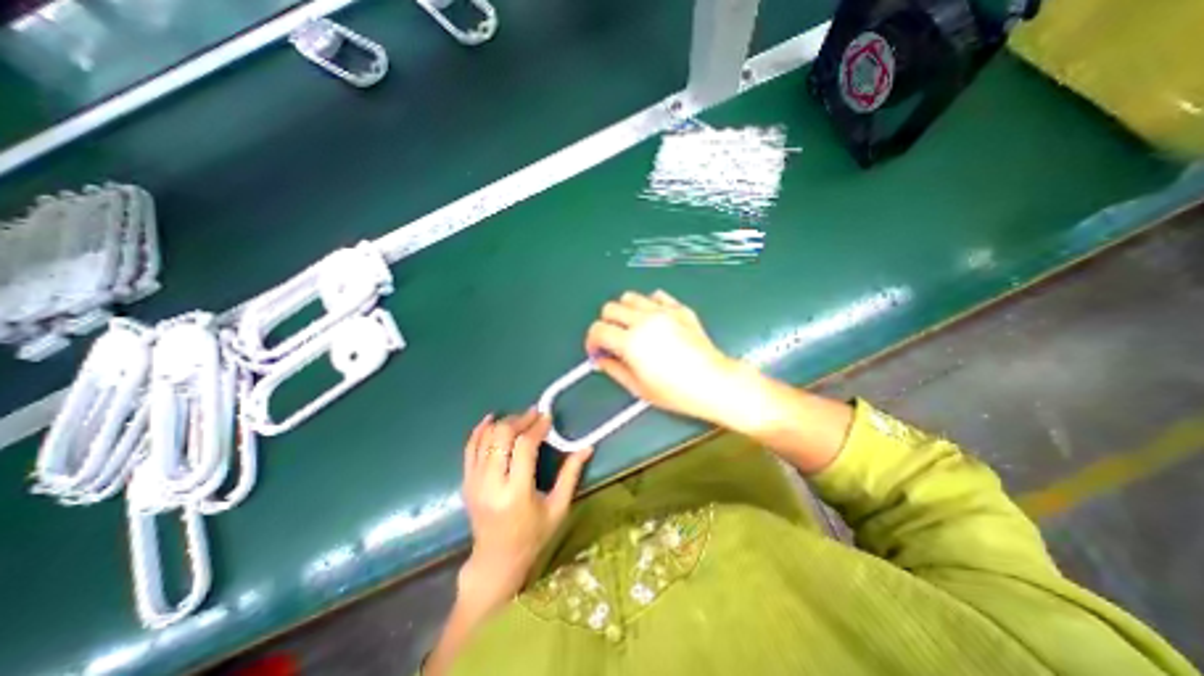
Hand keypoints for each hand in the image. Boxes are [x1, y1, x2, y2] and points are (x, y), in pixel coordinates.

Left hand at [461, 410, 594, 609]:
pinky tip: (492, 419)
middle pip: (501, 436)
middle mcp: (491, 484)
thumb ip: (571, 474)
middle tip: (535, 414)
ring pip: (485, 438)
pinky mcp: (466, 482)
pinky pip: (469, 448)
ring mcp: (474, 482)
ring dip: (504, 423)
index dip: (537, 428)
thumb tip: (587, 447)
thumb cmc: (533, 536)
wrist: (496, 560)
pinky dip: (480, 430)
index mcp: (516, 492)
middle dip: (520, 420)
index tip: (548, 417)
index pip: (524, 446)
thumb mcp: (558, 508)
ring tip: (520, 418)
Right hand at [585, 288, 742, 424]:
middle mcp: (644, 321)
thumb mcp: (638, 388)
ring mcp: (663, 312)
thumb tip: (601, 360)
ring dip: (625, 311)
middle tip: (613, 339)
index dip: (592, 341)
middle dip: (606, 324)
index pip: (598, 330)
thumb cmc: (677, 392)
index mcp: (631, 342)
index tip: (597, 350)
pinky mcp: (679, 309)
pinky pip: (657, 296)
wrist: (713, 383)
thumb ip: (614, 369)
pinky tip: (653, 320)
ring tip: (632, 327)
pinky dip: (649, 304)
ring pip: (630, 297)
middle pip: (610, 308)